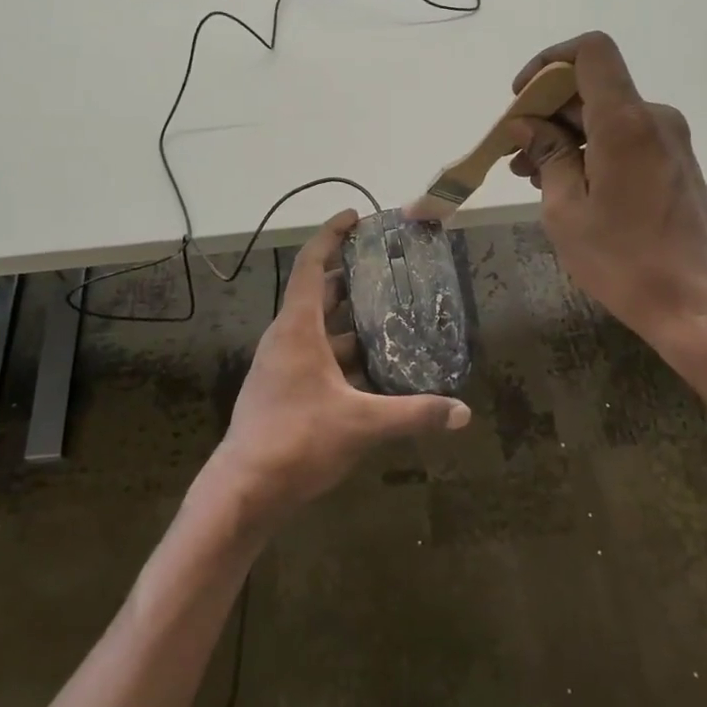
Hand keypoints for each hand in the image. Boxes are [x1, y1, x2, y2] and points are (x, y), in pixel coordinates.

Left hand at [206, 211, 470, 524]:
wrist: (244, 489)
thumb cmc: (298, 440)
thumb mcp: (362, 423)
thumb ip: (414, 414)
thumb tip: (462, 413)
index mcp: (297, 328)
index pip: (312, 265)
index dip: (331, 236)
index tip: (355, 217)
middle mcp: (285, 338)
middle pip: (318, 293)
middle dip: (349, 277)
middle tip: (387, 268)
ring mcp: (280, 365)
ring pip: (317, 329)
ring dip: (348, 320)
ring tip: (389, 315)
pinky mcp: (282, 389)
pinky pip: (315, 356)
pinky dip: (342, 353)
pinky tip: (372, 368)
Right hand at [506, 31, 706, 365]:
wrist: (696, 305)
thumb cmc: (623, 260)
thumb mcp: (566, 209)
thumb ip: (547, 155)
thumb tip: (526, 124)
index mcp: (625, 121)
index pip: (590, 52)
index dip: (549, 62)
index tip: (521, 98)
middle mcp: (653, 118)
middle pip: (593, 87)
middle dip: (547, 110)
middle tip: (514, 152)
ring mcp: (669, 140)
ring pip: (606, 116)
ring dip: (565, 135)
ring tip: (531, 175)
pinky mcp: (674, 163)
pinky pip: (624, 138)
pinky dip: (590, 150)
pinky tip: (566, 185)